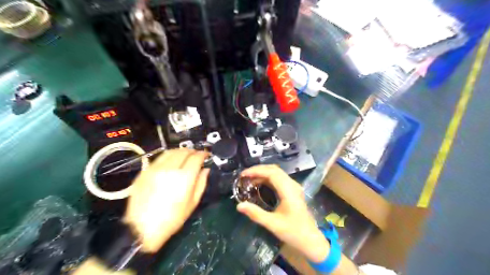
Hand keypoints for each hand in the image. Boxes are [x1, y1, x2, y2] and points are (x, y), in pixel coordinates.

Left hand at [124, 149, 208, 251]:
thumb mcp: (193, 203)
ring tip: (185, 156)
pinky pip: (159, 158)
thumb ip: (201, 183)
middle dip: (193, 151)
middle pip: (184, 151)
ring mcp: (155, 168)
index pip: (196, 157)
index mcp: (184, 177)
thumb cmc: (172, 219)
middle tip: (197, 155)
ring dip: (181, 151)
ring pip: (171, 151)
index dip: (203, 154)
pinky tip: (171, 162)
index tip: (206, 155)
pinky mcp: (145, 171)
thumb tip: (205, 169)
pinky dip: (169, 156)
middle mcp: (170, 168)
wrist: (141, 229)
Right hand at [236, 164, 330, 263]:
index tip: (243, 175)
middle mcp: (292, 185)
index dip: (256, 171)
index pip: (272, 173)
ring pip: (277, 173)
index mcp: (289, 191)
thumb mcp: (273, 224)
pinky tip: (259, 184)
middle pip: (274, 169)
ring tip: (249, 179)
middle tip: (244, 176)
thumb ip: (255, 214)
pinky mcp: (293, 190)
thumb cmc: (293, 232)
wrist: (310, 240)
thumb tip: (239, 206)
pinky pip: (279, 179)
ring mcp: (293, 187)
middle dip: (258, 170)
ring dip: (262, 173)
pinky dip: (267, 178)